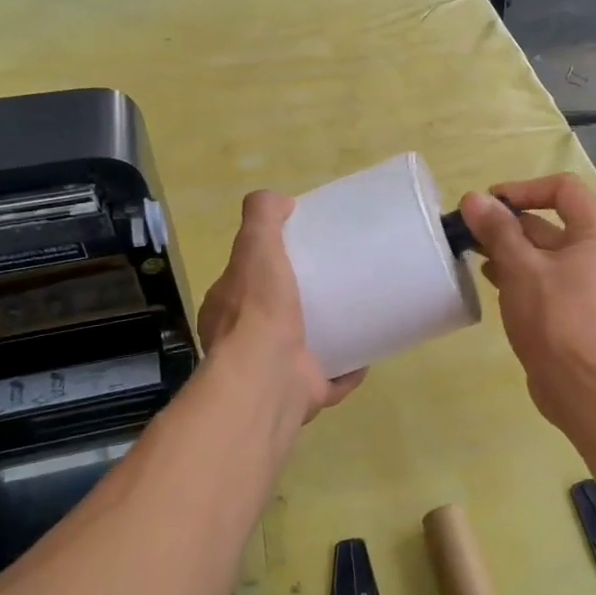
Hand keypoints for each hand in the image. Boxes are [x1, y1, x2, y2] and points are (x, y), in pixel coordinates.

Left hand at [196, 191, 365, 422]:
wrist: (268, 379)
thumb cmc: (259, 311)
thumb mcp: (255, 249)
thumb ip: (262, 218)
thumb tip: (280, 200)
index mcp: (227, 311)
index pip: (245, 281)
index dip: (268, 265)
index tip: (301, 252)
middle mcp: (245, 343)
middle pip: (275, 315)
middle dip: (301, 302)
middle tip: (336, 281)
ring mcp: (274, 372)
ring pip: (303, 349)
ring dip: (326, 336)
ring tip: (357, 313)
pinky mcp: (304, 394)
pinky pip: (331, 379)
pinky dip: (348, 369)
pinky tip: (368, 353)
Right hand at [459, 175, 595, 423]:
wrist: (579, 385)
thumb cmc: (555, 317)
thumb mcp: (521, 267)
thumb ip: (498, 230)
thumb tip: (474, 199)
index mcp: (594, 234)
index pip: (562, 189)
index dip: (524, 189)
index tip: (490, 205)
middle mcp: (593, 253)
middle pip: (546, 222)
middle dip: (506, 223)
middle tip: (468, 230)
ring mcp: (581, 283)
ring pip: (539, 252)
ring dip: (506, 248)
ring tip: (470, 253)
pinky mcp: (567, 308)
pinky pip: (539, 278)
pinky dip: (514, 273)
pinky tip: (487, 279)